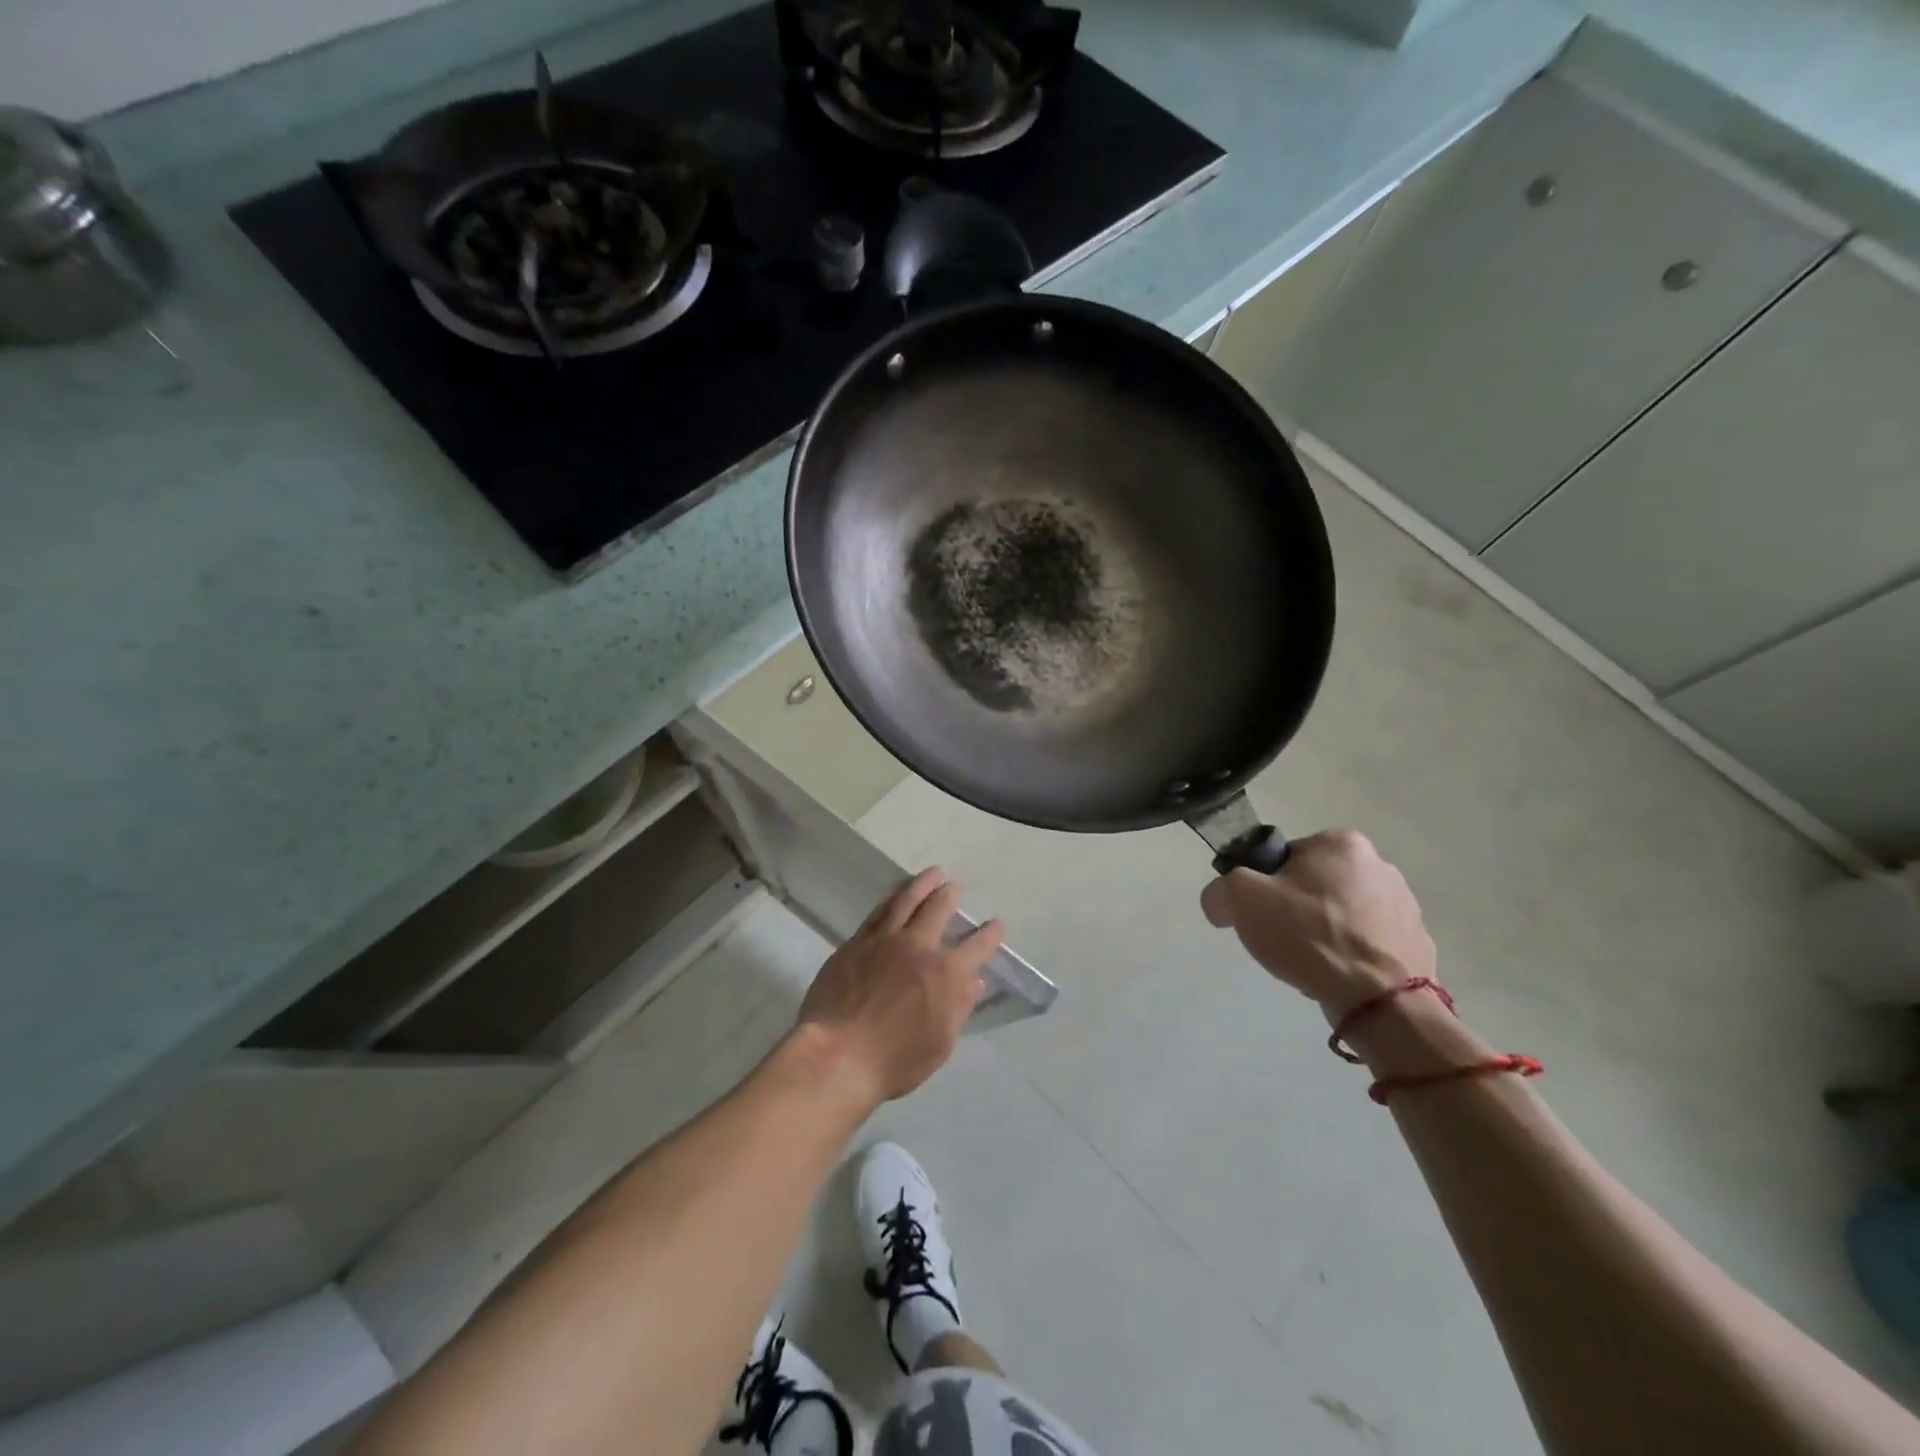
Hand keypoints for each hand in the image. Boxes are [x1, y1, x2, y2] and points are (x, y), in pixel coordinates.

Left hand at [795, 868, 1003, 1105]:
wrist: (837, 1054)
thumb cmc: (894, 1060)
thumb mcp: (939, 1044)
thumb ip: (958, 1008)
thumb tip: (974, 981)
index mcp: (946, 974)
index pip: (976, 947)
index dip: (989, 935)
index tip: (995, 925)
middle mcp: (918, 947)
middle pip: (938, 909)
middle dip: (950, 895)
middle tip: (954, 886)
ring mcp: (884, 941)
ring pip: (906, 901)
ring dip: (922, 884)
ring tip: (932, 873)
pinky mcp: (856, 943)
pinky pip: (878, 912)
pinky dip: (891, 899)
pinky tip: (894, 896)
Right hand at [1200, 830, 1434, 1015]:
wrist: (1382, 1001)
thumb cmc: (1310, 936)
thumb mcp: (1242, 900)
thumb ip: (1220, 890)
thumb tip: (1220, 902)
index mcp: (1340, 842)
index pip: (1285, 858)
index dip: (1266, 886)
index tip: (1262, 914)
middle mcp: (1379, 863)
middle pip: (1316, 884)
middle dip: (1298, 909)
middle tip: (1282, 940)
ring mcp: (1406, 905)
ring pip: (1343, 913)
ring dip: (1326, 931)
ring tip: (1312, 963)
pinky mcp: (1417, 943)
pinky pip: (1370, 943)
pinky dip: (1352, 955)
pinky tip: (1340, 976)